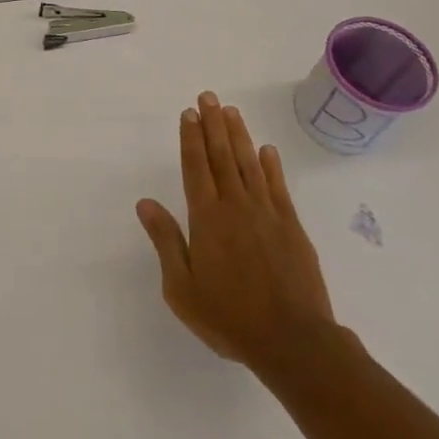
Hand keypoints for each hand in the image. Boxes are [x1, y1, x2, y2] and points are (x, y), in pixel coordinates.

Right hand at [136, 92, 336, 374]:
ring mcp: (267, 214)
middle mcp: (236, 206)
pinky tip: (267, 150)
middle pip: (222, 157)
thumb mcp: (181, 288)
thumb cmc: (229, 317)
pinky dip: (271, 166)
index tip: (189, 113)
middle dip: (213, 125)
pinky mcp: (292, 227)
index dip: (190, 138)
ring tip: (232, 112)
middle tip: (209, 97)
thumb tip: (145, 203)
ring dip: (239, 136)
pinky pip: (278, 188)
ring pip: (250, 164)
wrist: (293, 341)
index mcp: (207, 218)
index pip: (195, 167)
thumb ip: (165, 241)